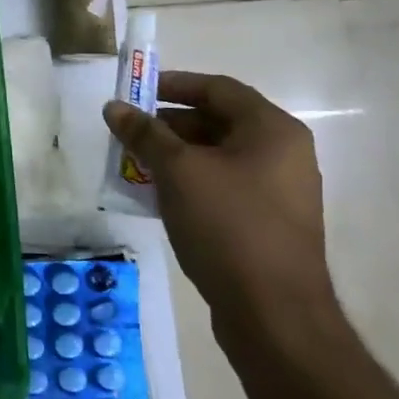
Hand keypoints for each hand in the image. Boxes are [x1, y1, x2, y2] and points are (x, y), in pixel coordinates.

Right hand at [103, 71, 339, 352]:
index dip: (173, 84)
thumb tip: (114, 107)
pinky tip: (158, 198)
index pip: (218, 88)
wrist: (274, 313)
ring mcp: (280, 191)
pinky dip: (191, 183)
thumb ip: (145, 134)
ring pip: (218, 157)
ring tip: (134, 166)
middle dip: (168, 125)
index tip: (134, 92)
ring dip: (175, 156)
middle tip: (128, 134)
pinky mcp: (269, 223)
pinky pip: (224, 187)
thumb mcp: (178, 172)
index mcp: (272, 130)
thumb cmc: (228, 226)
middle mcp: (283, 153)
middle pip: (218, 122)